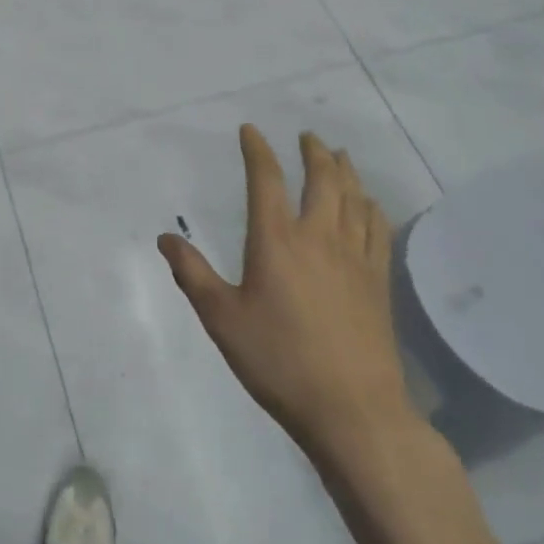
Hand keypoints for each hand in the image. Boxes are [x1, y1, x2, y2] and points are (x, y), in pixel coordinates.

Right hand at [159, 126, 414, 464]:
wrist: (354, 412)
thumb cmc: (279, 361)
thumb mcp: (222, 319)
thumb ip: (192, 275)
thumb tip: (165, 238)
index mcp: (276, 240)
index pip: (267, 179)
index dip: (257, 150)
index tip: (251, 130)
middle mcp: (318, 237)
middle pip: (322, 180)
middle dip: (313, 152)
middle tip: (308, 136)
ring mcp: (354, 258)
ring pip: (354, 199)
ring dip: (345, 172)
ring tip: (339, 156)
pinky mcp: (378, 282)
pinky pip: (377, 231)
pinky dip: (372, 209)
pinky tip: (370, 206)